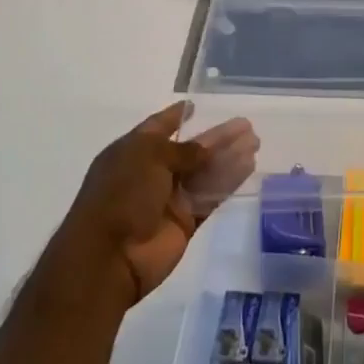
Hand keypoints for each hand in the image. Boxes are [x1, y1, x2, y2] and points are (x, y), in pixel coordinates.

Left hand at [44, 101, 258, 310]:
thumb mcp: (149, 158)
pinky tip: (248, 166)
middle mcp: (151, 173)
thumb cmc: (121, 195)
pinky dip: (228, 182)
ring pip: (204, 172)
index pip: (157, 128)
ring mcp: (168, 199)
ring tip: (255, 142)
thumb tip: (206, 148)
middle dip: (216, 138)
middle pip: (189, 150)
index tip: (196, 105)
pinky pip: (210, 197)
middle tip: (245, 126)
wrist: (108, 257)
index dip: (176, 116)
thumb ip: (184, 151)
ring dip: (228, 157)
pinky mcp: (185, 223)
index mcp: (132, 153)